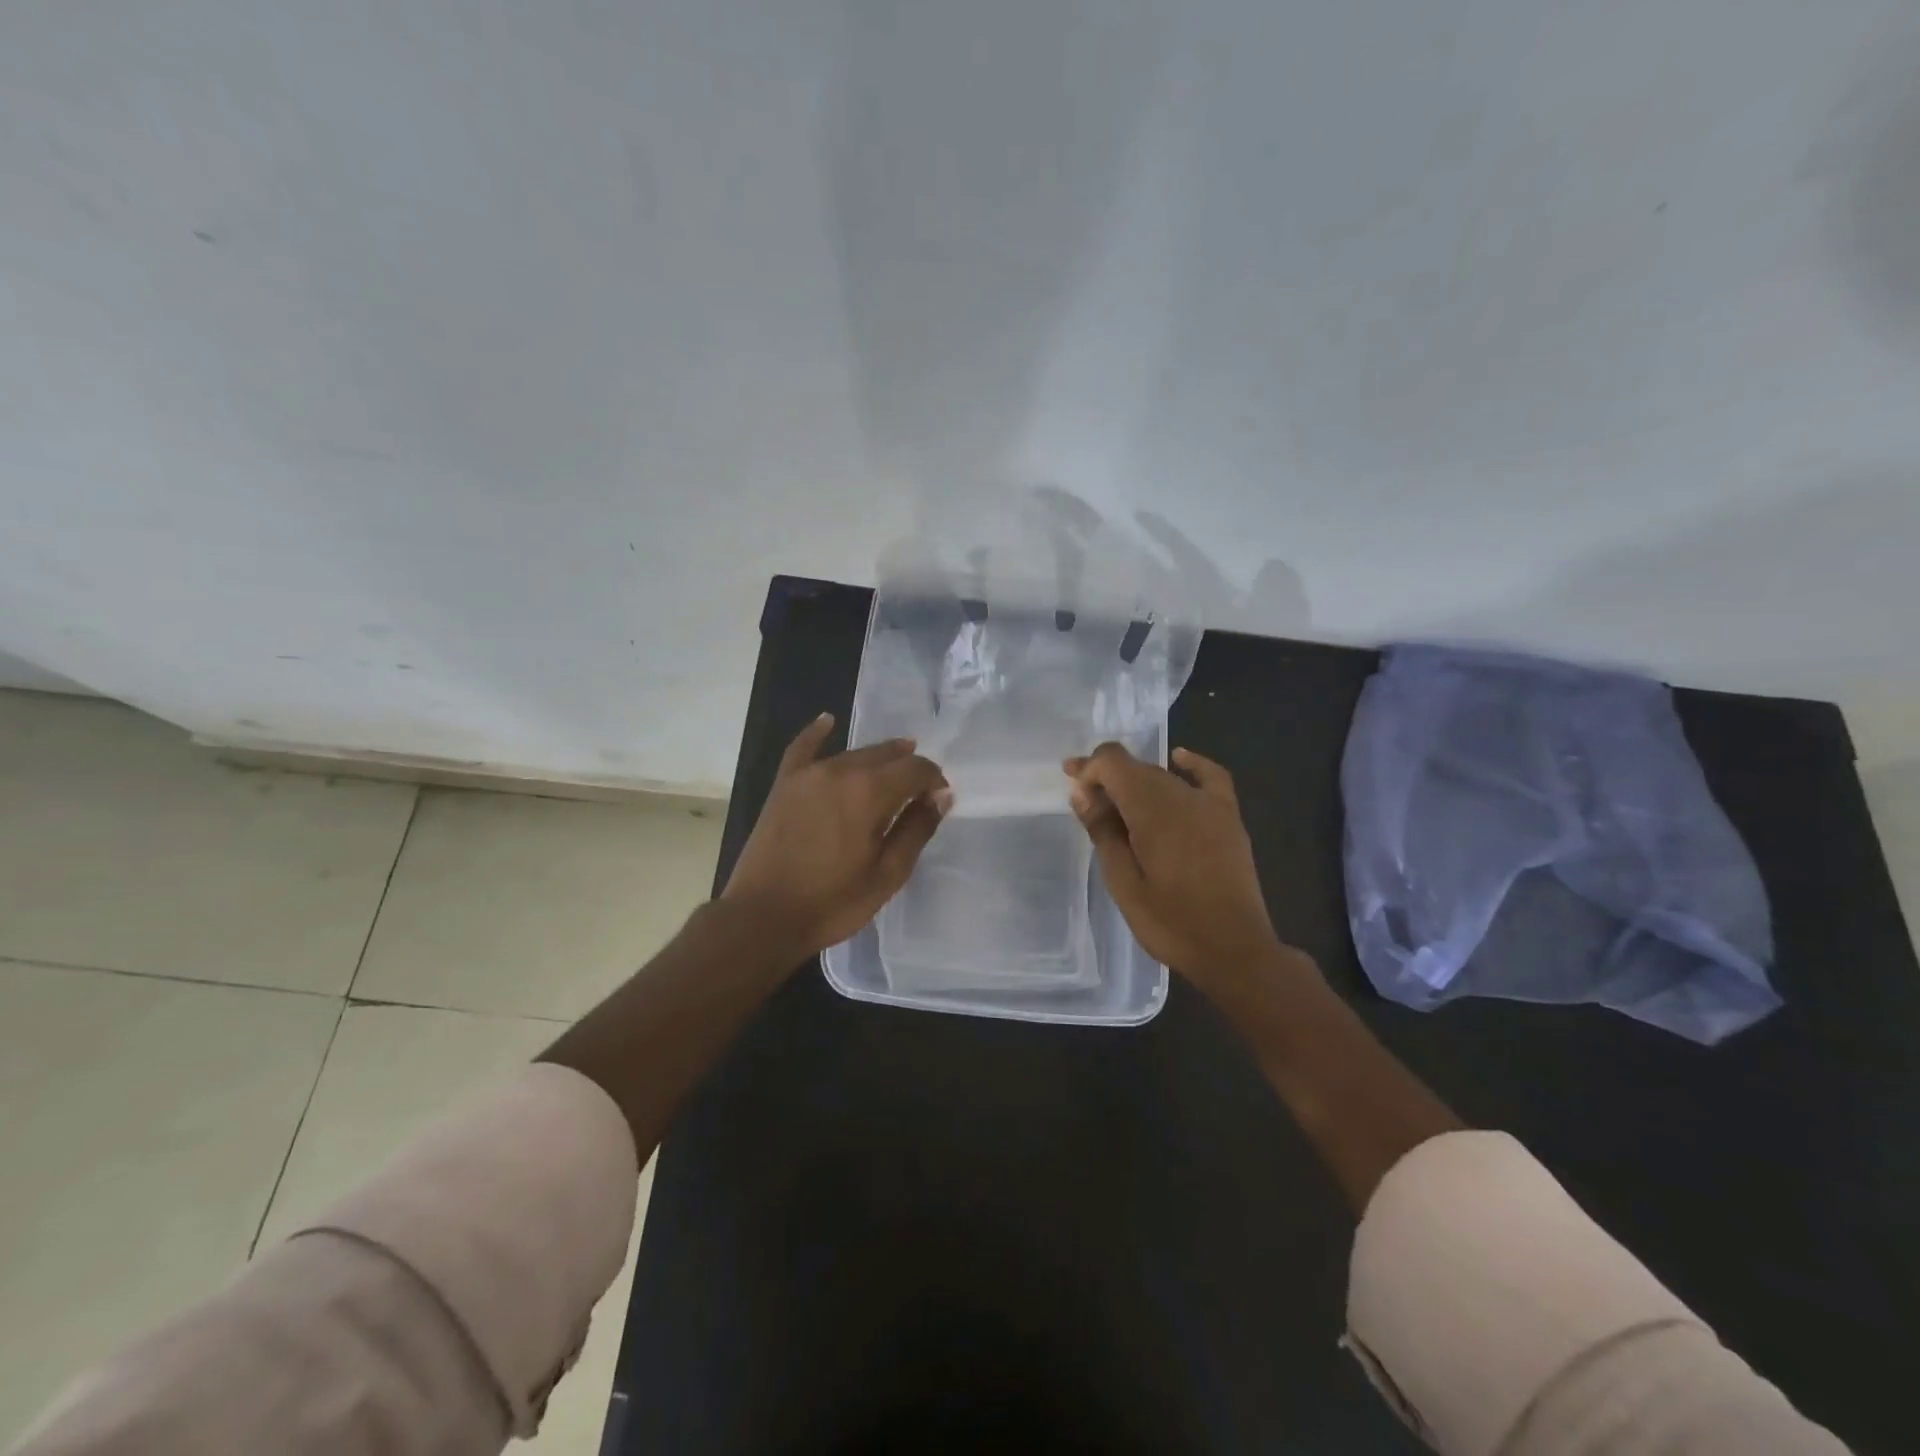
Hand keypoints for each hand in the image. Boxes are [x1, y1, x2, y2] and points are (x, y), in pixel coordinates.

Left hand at [723, 713, 951, 957]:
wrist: (762, 917)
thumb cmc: (832, 902)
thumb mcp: (888, 873)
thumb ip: (917, 829)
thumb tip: (941, 796)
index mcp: (869, 792)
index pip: (915, 769)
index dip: (934, 780)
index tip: (940, 799)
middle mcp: (840, 771)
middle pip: (886, 755)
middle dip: (909, 767)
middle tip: (919, 791)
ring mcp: (808, 775)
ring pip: (853, 754)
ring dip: (878, 759)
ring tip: (894, 767)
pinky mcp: (784, 785)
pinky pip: (802, 748)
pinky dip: (817, 733)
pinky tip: (828, 720)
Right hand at [1064, 743, 1287, 988]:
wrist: (1234, 950)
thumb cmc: (1171, 923)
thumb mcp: (1123, 883)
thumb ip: (1103, 832)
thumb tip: (1082, 794)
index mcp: (1152, 810)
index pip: (1113, 762)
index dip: (1089, 769)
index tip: (1074, 791)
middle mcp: (1181, 795)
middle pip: (1136, 767)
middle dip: (1106, 776)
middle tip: (1083, 799)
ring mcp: (1210, 805)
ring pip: (1163, 776)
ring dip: (1136, 780)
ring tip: (1114, 799)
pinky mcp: (1229, 818)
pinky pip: (1210, 776)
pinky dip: (1190, 765)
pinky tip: (1178, 759)